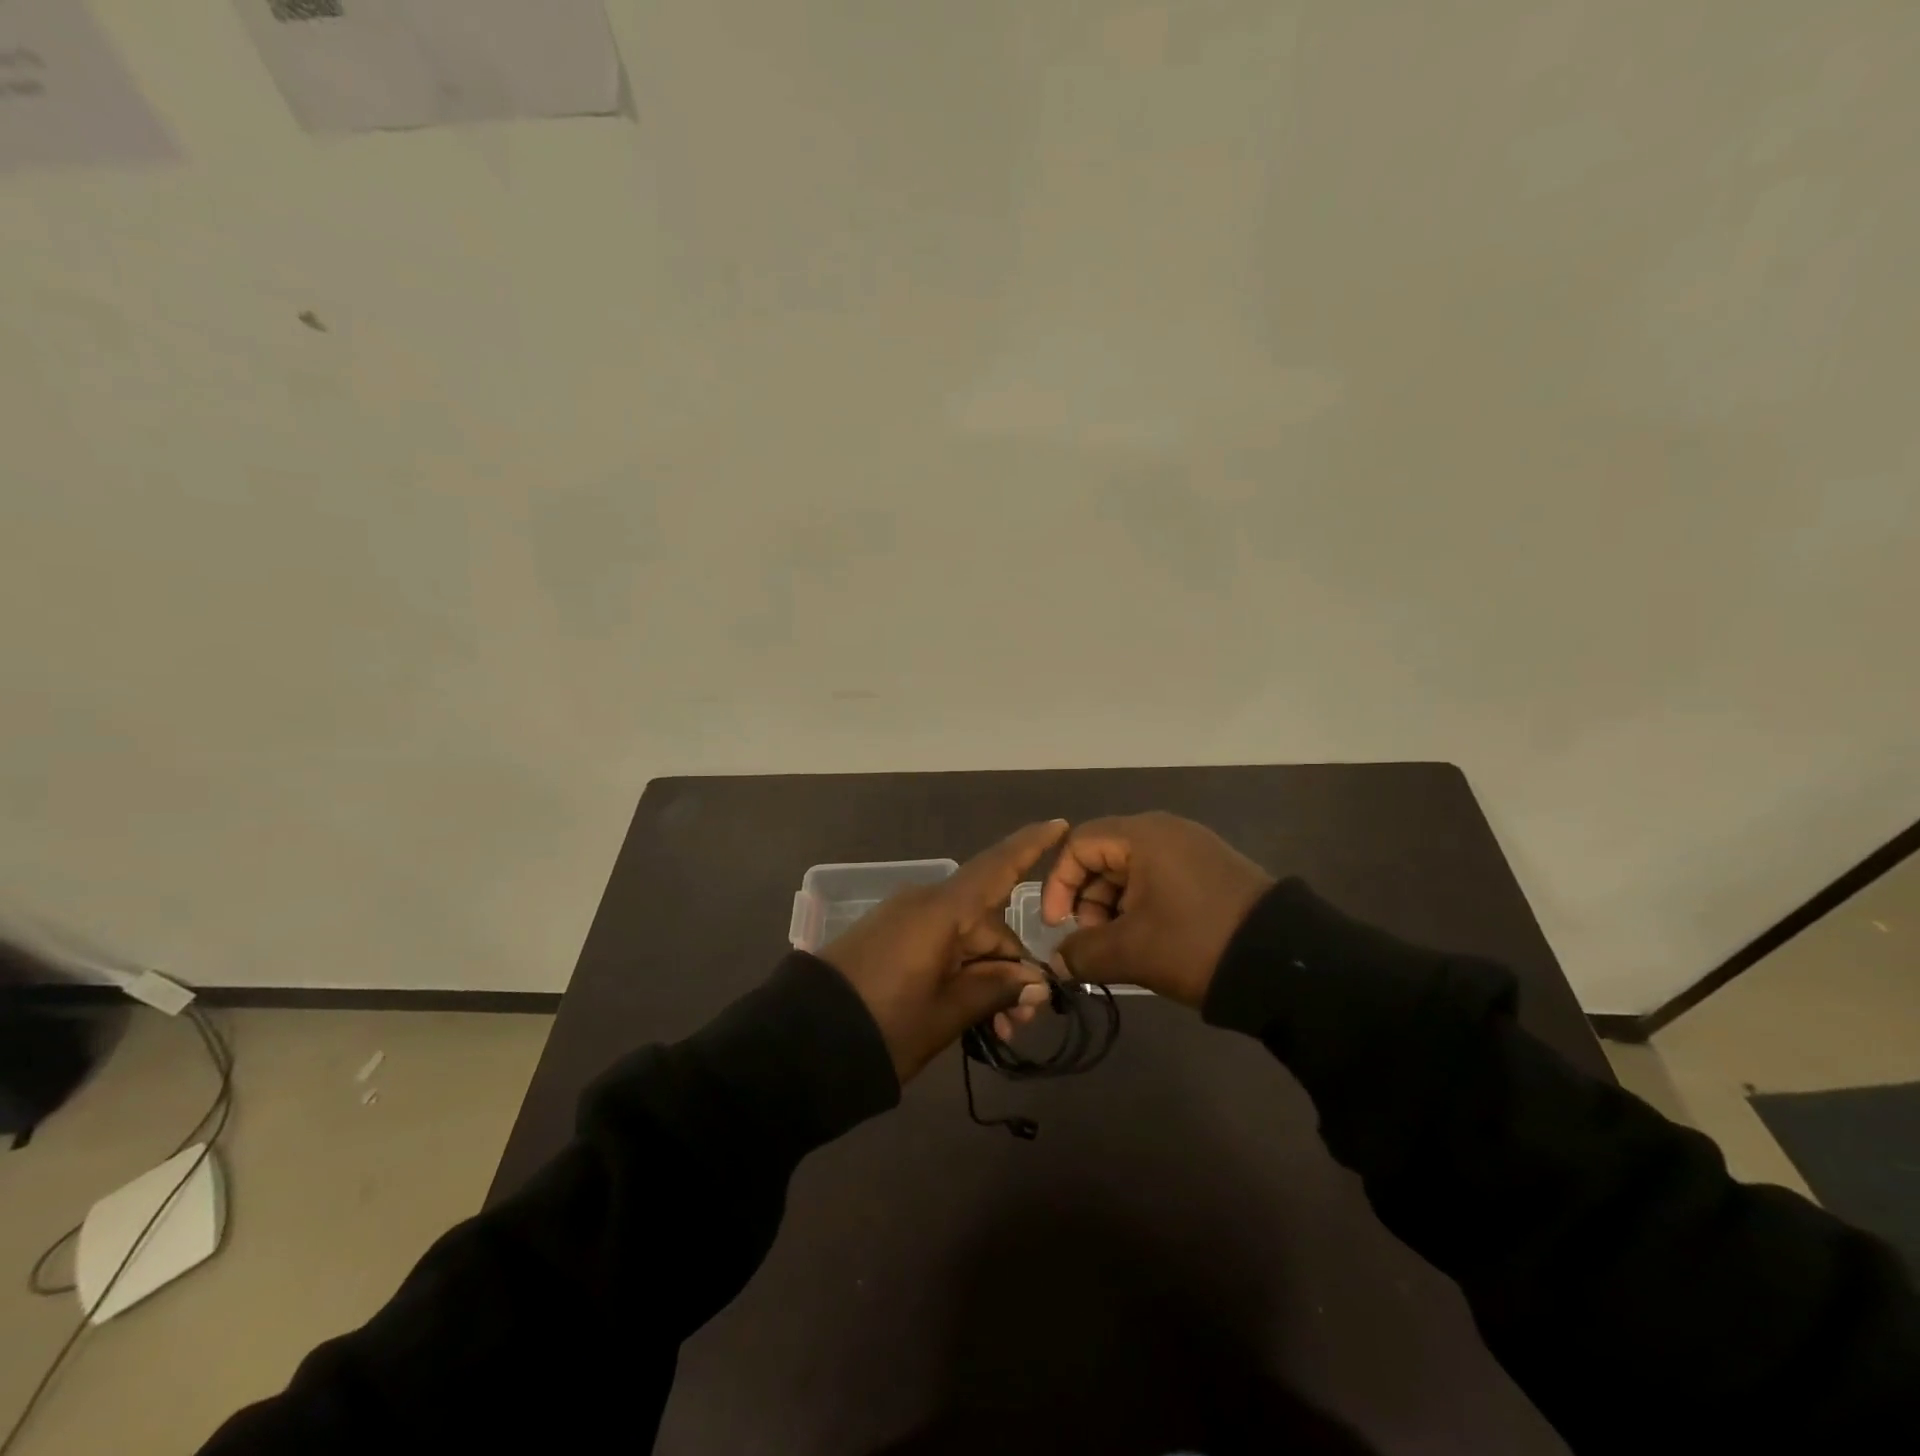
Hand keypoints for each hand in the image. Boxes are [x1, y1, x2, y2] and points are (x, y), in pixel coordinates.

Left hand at [822, 820, 1066, 1082]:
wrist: (801, 1042)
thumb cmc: (884, 1025)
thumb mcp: (947, 1013)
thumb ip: (996, 989)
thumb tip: (1038, 980)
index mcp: (941, 911)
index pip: (996, 867)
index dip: (1031, 846)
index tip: (1062, 825)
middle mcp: (925, 904)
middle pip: (987, 923)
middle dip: (1012, 967)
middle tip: (1022, 1021)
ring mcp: (903, 921)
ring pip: (965, 940)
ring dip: (987, 977)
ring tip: (999, 1031)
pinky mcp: (888, 939)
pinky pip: (938, 946)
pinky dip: (960, 973)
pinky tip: (972, 1013)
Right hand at [1040, 812, 1273, 1007]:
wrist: (1284, 963)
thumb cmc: (1195, 943)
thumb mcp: (1131, 952)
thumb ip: (1082, 953)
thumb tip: (1058, 962)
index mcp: (1143, 835)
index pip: (1078, 845)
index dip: (1059, 884)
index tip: (1058, 925)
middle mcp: (1166, 831)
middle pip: (1104, 856)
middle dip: (1088, 901)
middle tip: (1093, 942)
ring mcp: (1193, 849)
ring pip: (1131, 872)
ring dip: (1114, 909)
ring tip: (1121, 949)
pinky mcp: (1211, 871)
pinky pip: (1160, 880)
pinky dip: (1142, 907)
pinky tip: (1149, 942)